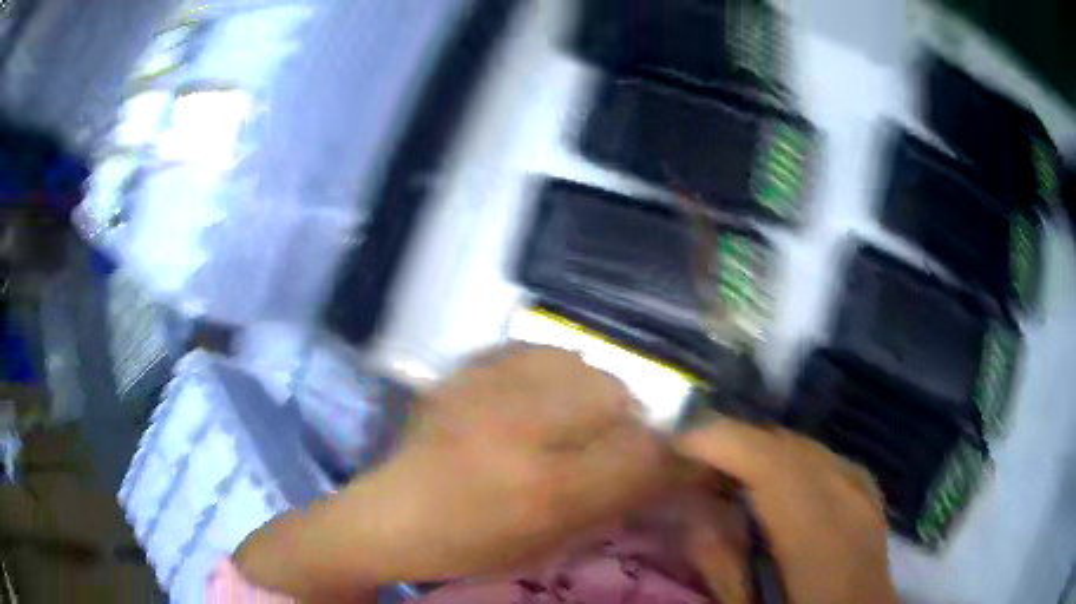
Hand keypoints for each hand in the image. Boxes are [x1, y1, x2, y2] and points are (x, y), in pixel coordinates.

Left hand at [235, 346, 668, 598]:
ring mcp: (486, 390)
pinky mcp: (464, 371)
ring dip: (592, 394)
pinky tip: (538, 396)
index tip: (671, 459)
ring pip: (581, 365)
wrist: (391, 516)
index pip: (641, 452)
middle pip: (617, 395)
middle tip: (609, 444)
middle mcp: (520, 429)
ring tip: (572, 418)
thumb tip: (664, 467)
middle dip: (628, 422)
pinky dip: (554, 372)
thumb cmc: (470, 546)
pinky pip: (537, 350)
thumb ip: (612, 502)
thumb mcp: (548, 544)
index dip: (668, 455)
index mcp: (543, 489)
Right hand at [676, 420, 897, 603]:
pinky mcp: (869, 495)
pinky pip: (825, 458)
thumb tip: (693, 507)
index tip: (675, 445)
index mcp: (820, 539)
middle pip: (788, 447)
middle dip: (736, 443)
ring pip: (807, 446)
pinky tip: (775, 483)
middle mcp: (849, 502)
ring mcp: (865, 494)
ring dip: (762, 450)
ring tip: (728, 472)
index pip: (771, 464)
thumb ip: (719, 561)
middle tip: (694, 463)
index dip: (721, 442)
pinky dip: (792, 460)